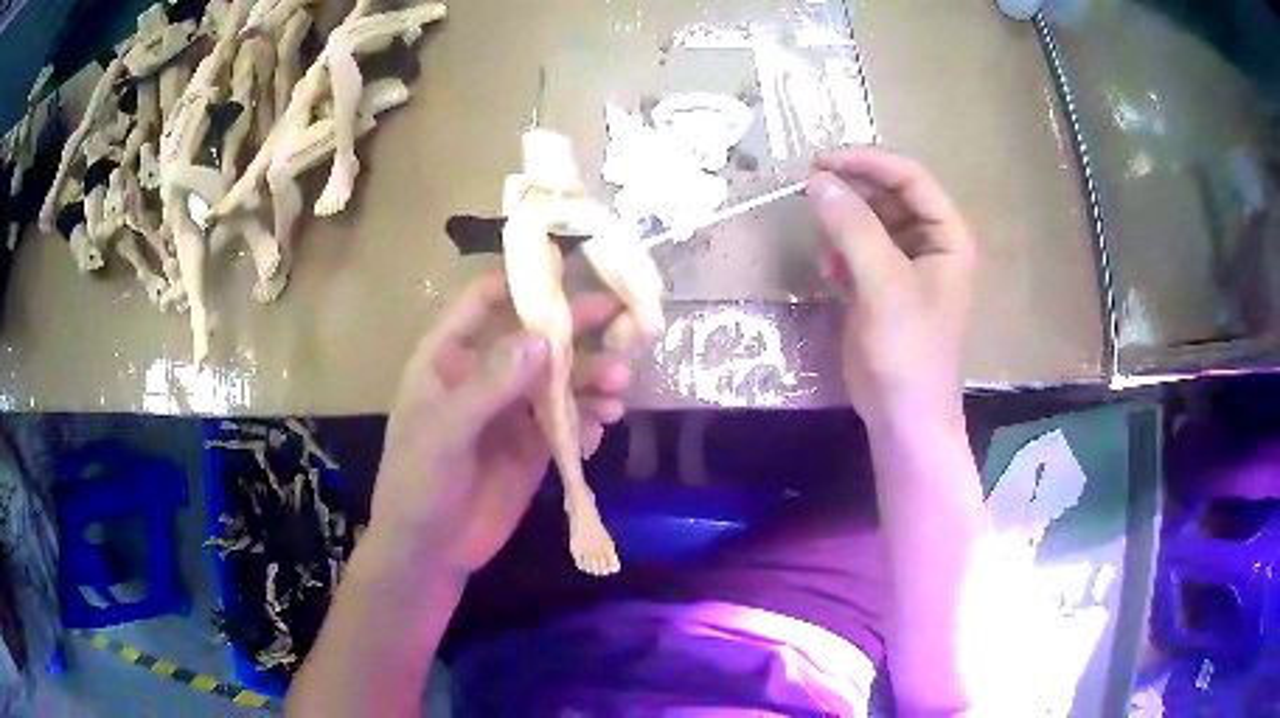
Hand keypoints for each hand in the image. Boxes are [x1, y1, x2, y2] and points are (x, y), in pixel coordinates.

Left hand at [368, 271, 631, 577]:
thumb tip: (543, 340)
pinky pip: (569, 420)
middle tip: (624, 320)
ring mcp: (513, 410)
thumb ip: (490, 385)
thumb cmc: (418, 482)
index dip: (523, 281)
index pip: (484, 301)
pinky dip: (590, 418)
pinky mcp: (535, 444)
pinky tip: (604, 425)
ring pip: (560, 379)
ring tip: (619, 386)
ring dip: (592, 377)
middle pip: (535, 337)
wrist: (430, 550)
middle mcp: (485, 374)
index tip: (569, 268)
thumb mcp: (444, 432)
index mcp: (449, 357)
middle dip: (577, 329)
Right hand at [807, 148, 975, 427]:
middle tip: (808, 187)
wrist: (903, 416)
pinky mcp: (882, 283)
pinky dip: (840, 249)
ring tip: (822, 242)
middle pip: (889, 193)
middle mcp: (930, 241)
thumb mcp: (883, 285)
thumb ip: (852, 228)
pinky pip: (858, 246)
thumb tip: (815, 180)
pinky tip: (829, 271)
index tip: (822, 161)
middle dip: (851, 189)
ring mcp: (906, 262)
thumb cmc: (908, 351)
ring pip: (870, 218)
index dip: (869, 162)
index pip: (911, 178)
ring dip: (842, 221)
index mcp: (947, 235)